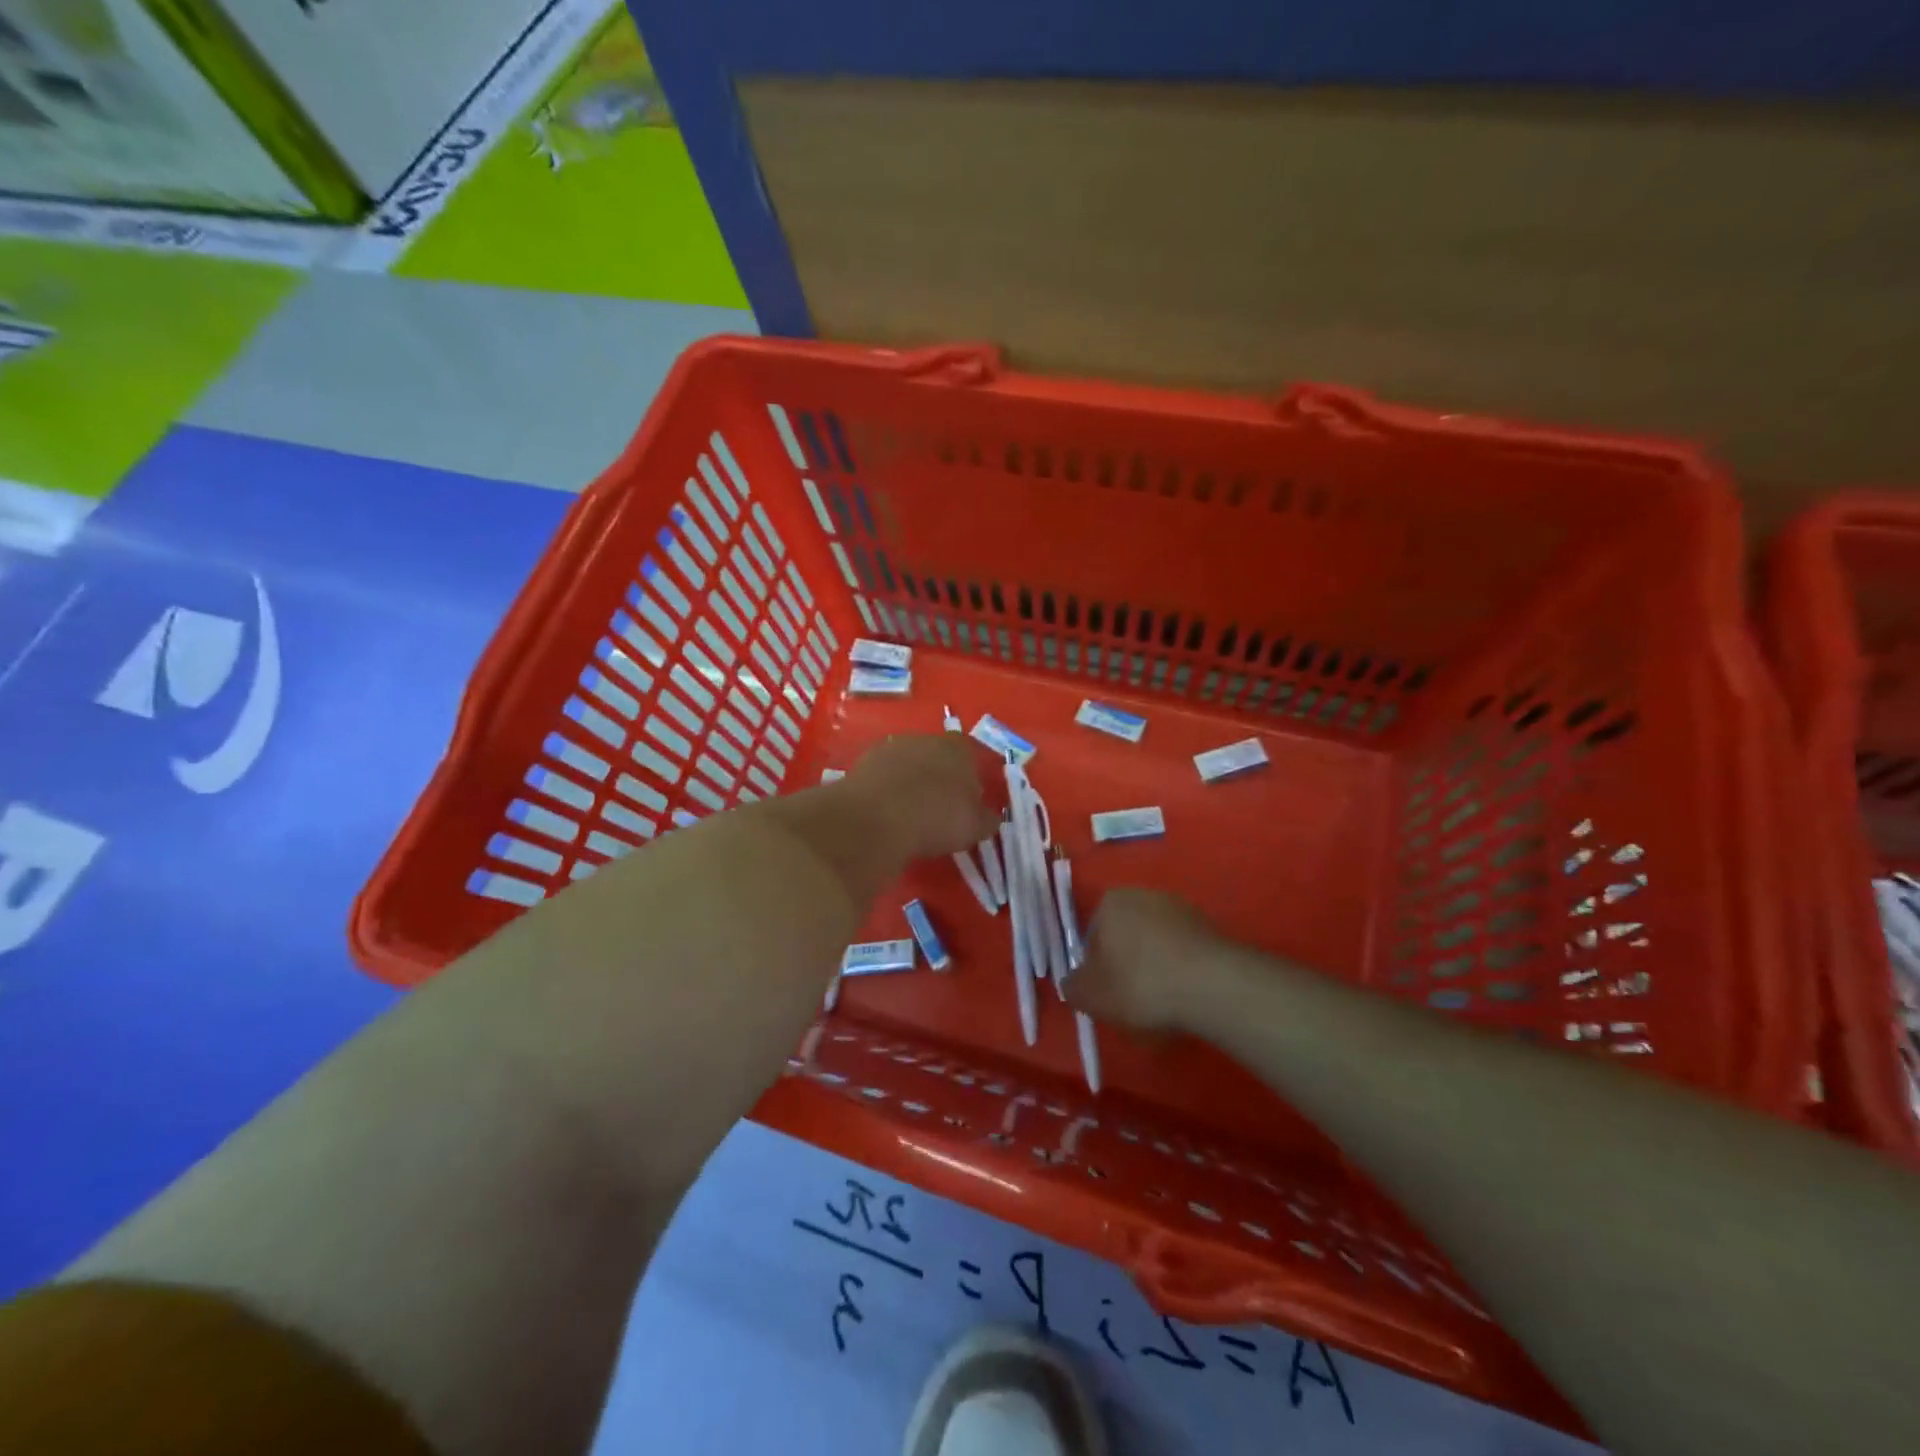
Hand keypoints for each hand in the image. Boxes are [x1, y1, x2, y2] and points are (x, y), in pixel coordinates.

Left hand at [837, 733, 1002, 861]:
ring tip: (910, 811)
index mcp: (960, 749)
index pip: (972, 755)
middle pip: (939, 755)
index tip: (969, 801)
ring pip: (909, 762)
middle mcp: (927, 738)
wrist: (877, 818)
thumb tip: (991, 817)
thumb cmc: (937, 818)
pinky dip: (887, 788)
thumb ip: (987, 819)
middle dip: (940, 776)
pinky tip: (887, 811)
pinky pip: (884, 774)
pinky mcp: (865, 760)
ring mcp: (893, 746)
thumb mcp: (974, 827)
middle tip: (940, 807)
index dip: (972, 777)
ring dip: (911, 780)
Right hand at [1064, 888, 1222, 1032]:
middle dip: (1126, 965)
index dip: (1096, 969)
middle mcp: (1144, 895)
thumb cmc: (1141, 984)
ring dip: (1156, 968)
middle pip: (1125, 936)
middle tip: (1133, 1001)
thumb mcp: (1092, 996)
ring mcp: (1181, 908)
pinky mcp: (1210, 926)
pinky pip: (1184, 952)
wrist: (1213, 984)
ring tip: (1164, 1004)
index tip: (1107, 995)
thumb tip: (1072, 983)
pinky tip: (1187, 996)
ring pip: (1156, 944)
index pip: (1092, 936)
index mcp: (1110, 902)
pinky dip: (1182, 971)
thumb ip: (1073, 988)